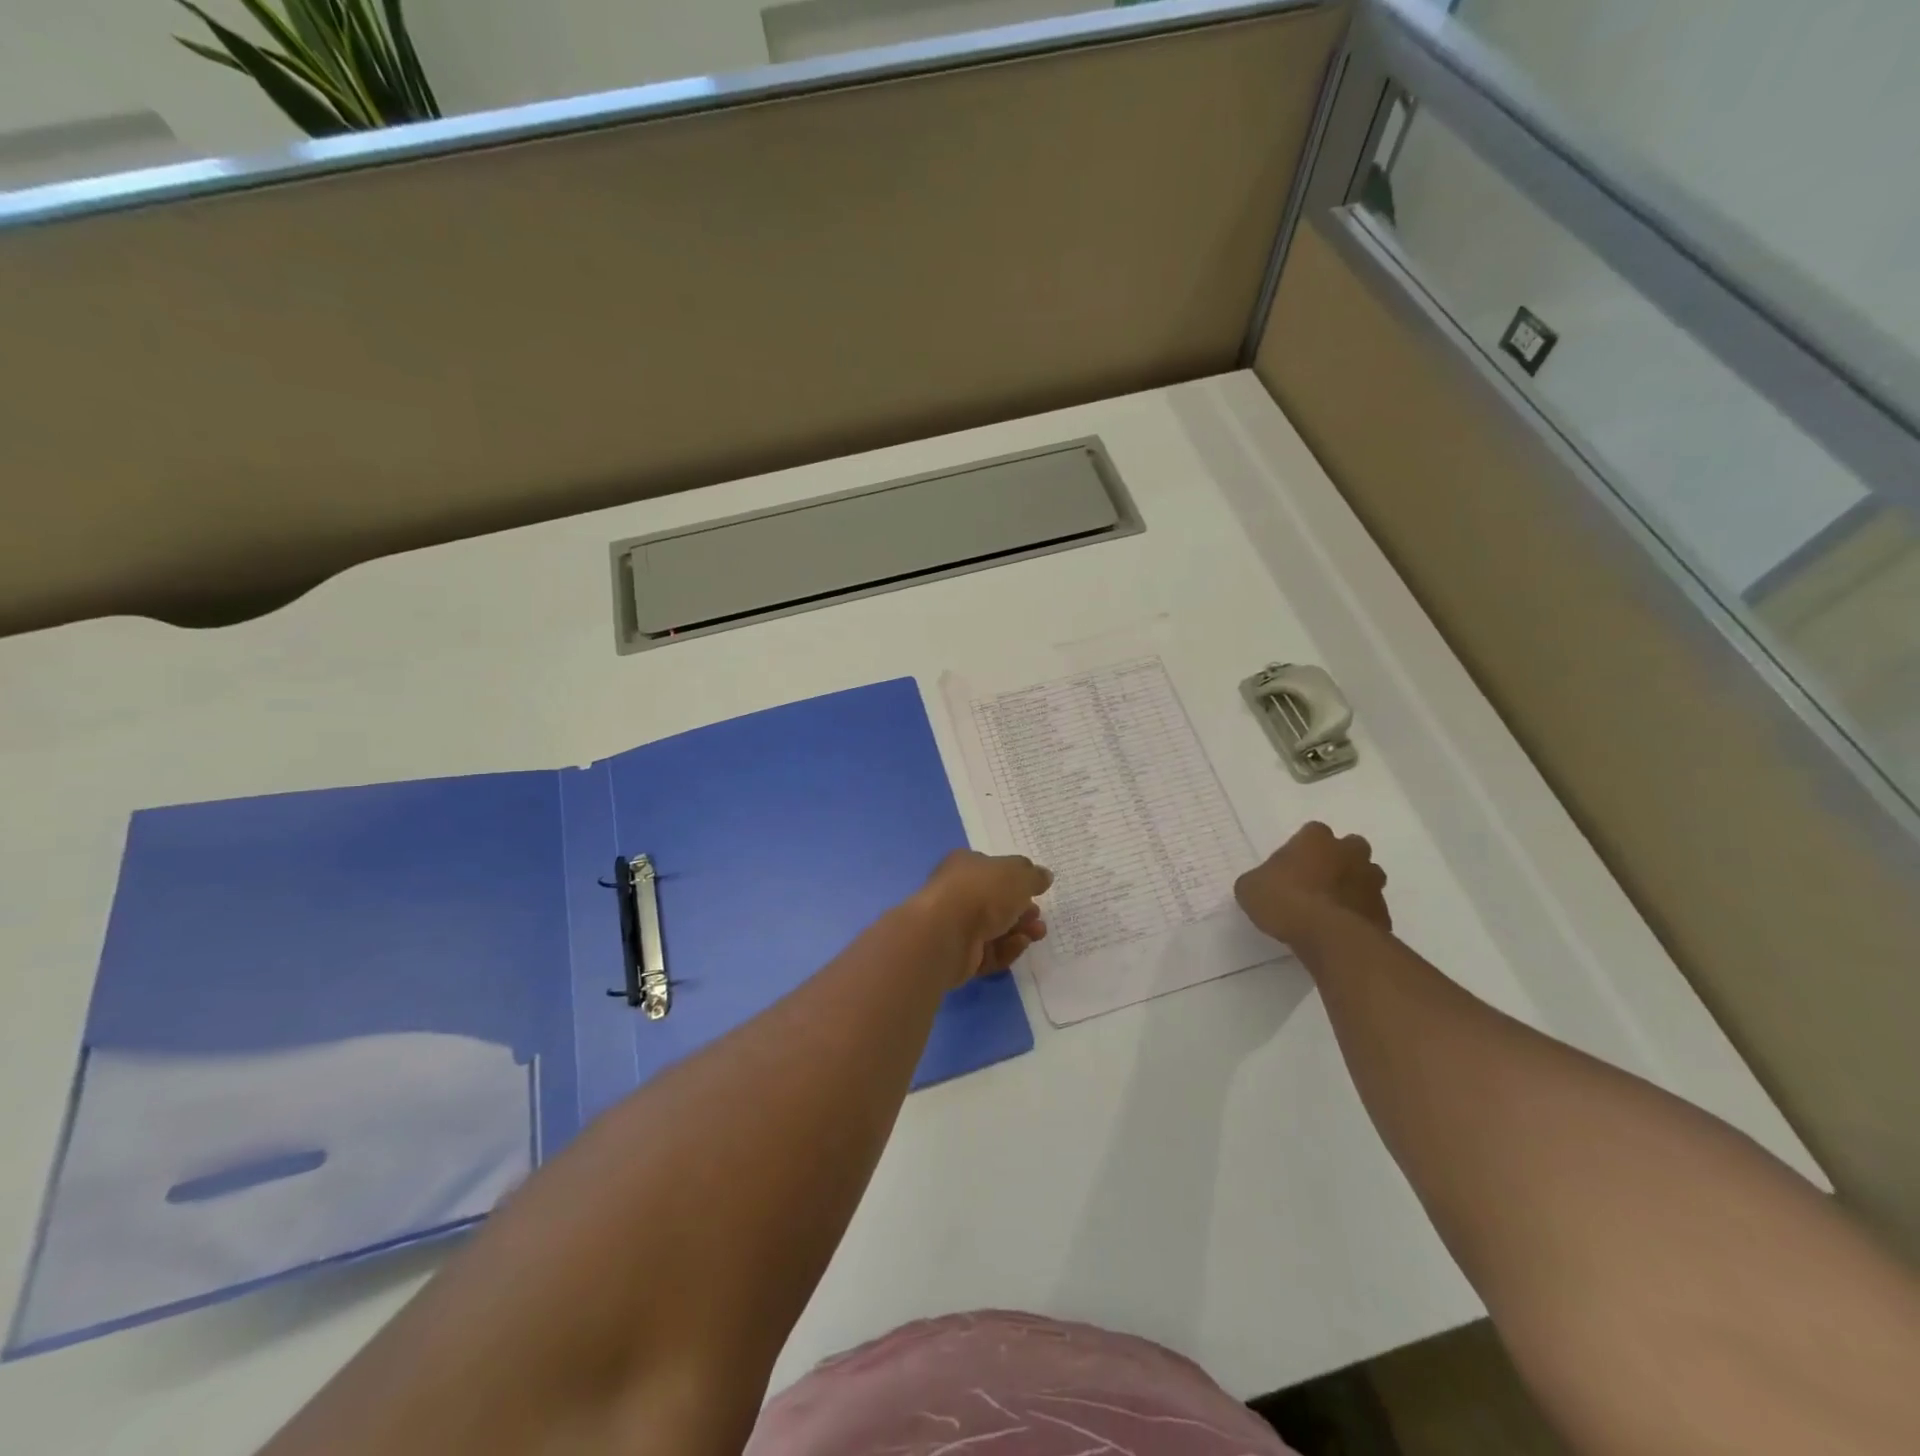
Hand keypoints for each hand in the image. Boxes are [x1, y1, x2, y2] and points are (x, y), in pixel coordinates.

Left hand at [911, 850, 1052, 984]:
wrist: (946, 933)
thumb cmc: (982, 892)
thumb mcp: (1018, 875)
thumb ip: (1033, 876)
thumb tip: (1044, 876)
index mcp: (966, 865)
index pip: (993, 869)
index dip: (1016, 879)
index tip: (1038, 889)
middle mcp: (958, 893)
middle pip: (996, 902)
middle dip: (1022, 909)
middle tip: (1039, 916)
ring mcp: (956, 926)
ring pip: (994, 929)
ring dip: (1019, 931)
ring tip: (1038, 933)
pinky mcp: (959, 956)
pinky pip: (989, 952)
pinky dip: (1007, 950)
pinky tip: (1020, 945)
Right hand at [1235, 821, 1390, 947]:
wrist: (1330, 937)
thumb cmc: (1285, 901)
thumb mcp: (1250, 888)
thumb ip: (1259, 881)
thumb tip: (1262, 886)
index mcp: (1316, 839)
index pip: (1312, 832)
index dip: (1302, 849)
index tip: (1291, 867)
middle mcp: (1349, 853)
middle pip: (1350, 848)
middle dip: (1338, 861)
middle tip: (1317, 882)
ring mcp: (1371, 882)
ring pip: (1366, 877)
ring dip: (1353, 887)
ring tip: (1331, 908)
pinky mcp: (1384, 913)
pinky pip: (1370, 909)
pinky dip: (1360, 916)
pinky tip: (1341, 931)